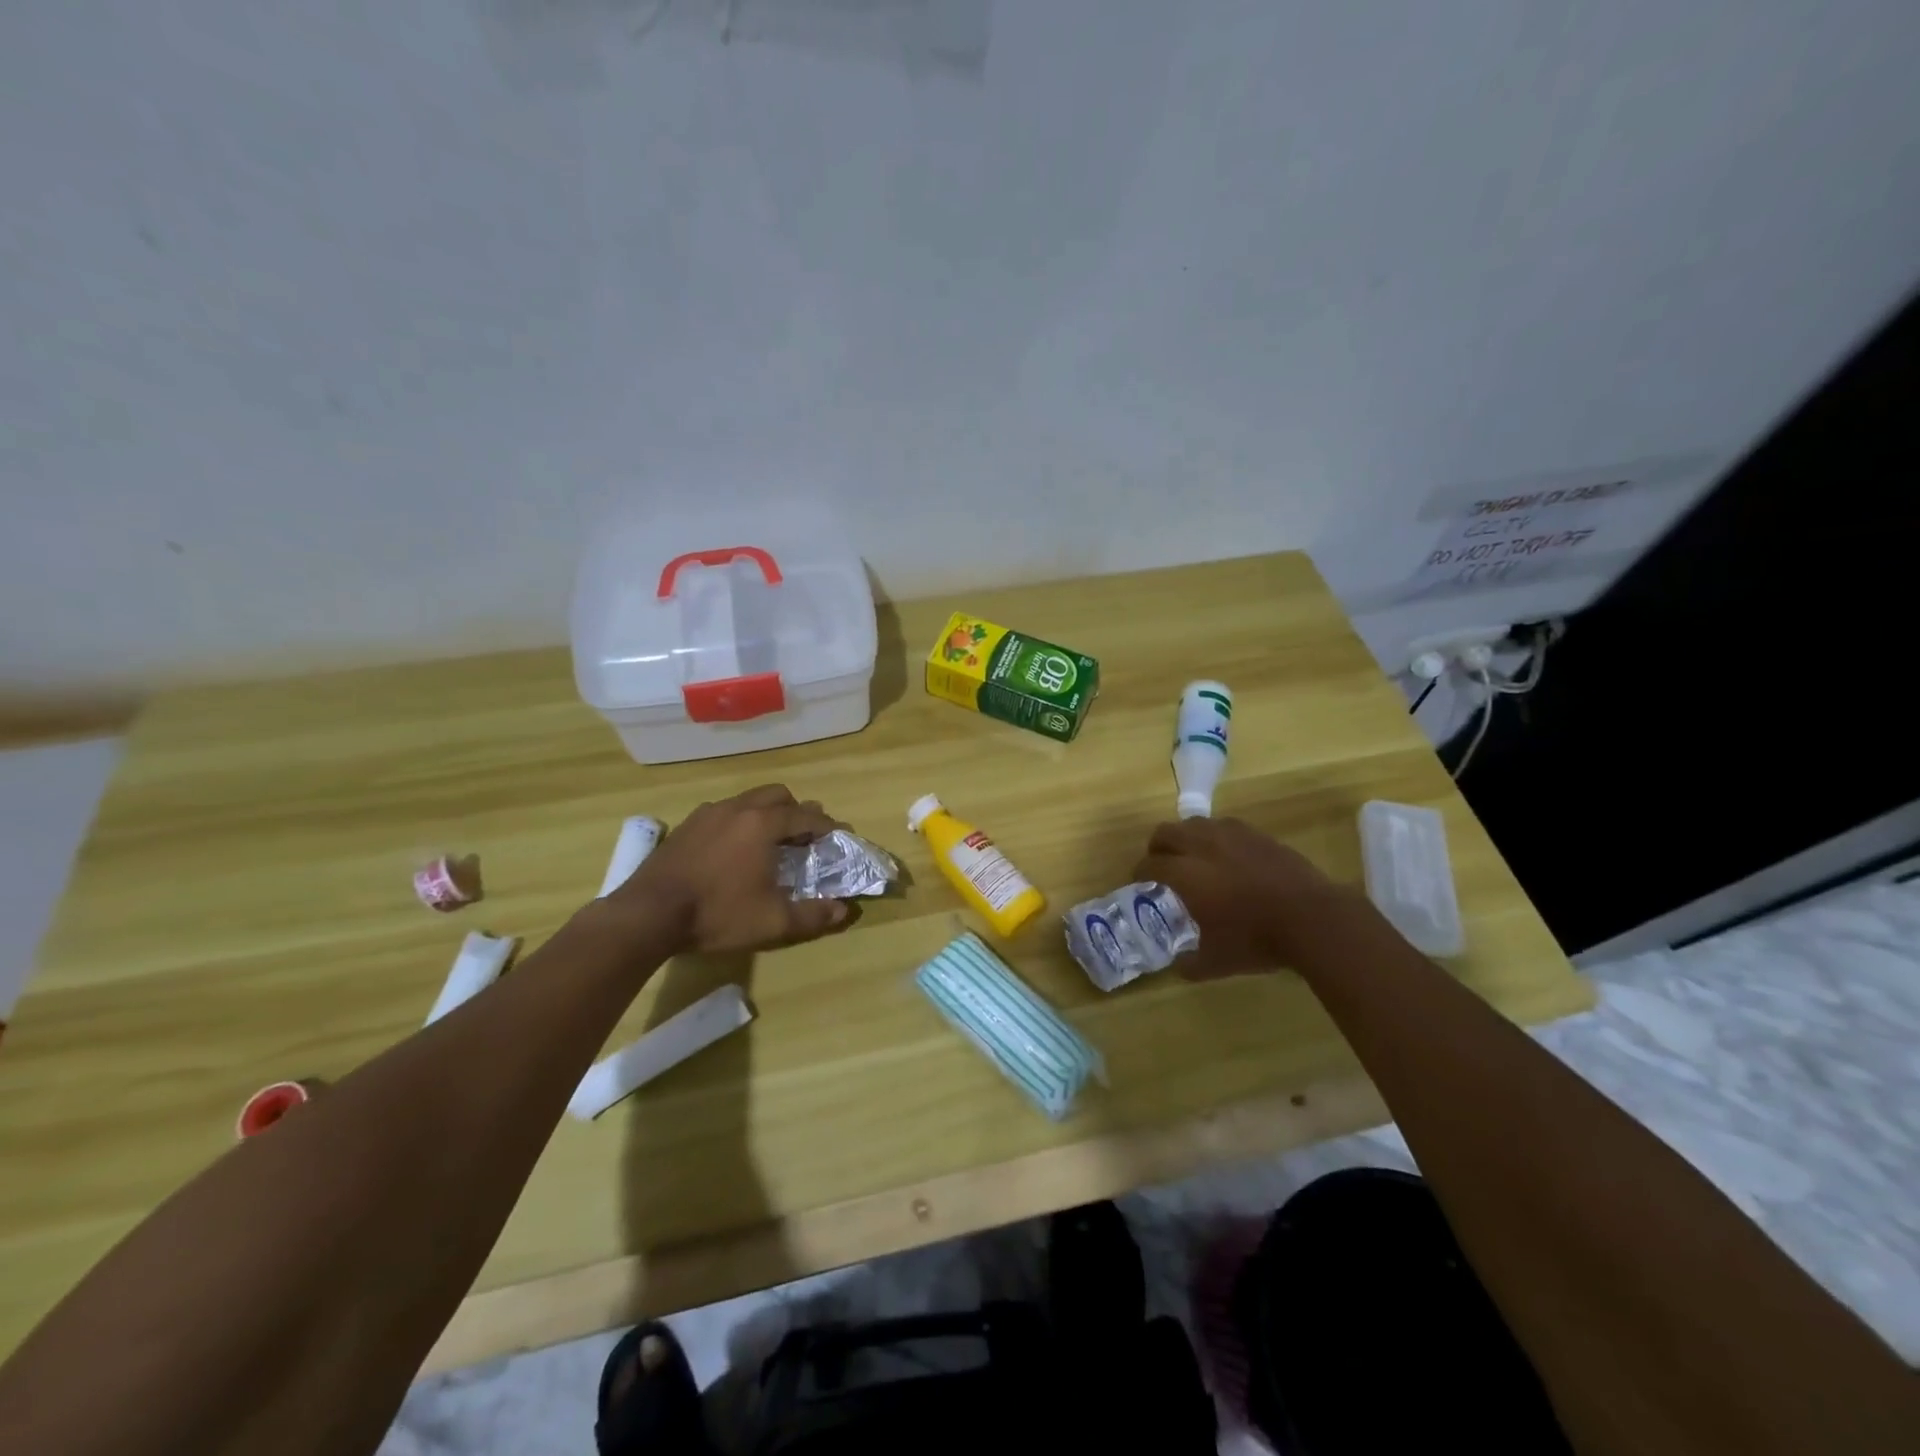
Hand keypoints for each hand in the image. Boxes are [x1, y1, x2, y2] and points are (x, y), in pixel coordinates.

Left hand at [612, 785, 850, 953]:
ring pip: (748, 800)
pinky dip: (739, 822)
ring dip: (767, 814)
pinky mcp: (686, 825)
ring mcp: (708, 813)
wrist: (648, 914)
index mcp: (763, 824)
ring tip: (770, 842)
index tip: (839, 836)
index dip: (827, 826)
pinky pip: (724, 812)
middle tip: (805, 837)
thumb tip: (843, 910)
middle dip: (797, 811)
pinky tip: (733, 849)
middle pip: (778, 795)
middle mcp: (738, 808)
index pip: (806, 816)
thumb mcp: (772, 922)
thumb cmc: (717, 914)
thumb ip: (812, 916)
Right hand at [1131, 817, 1350, 977]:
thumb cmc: (1257, 940)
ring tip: (1194, 856)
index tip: (1140, 884)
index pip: (1149, 864)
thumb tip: (1178, 965)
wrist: (1312, 918)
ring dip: (1186, 837)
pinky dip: (1215, 836)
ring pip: (1195, 823)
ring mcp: (1230, 835)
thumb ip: (1190, 963)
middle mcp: (1202, 846)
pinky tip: (1226, 855)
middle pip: (1166, 832)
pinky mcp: (1256, 834)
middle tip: (1163, 866)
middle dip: (1158, 848)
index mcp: (1185, 874)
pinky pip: (1224, 826)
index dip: (1140, 873)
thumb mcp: (1217, 962)